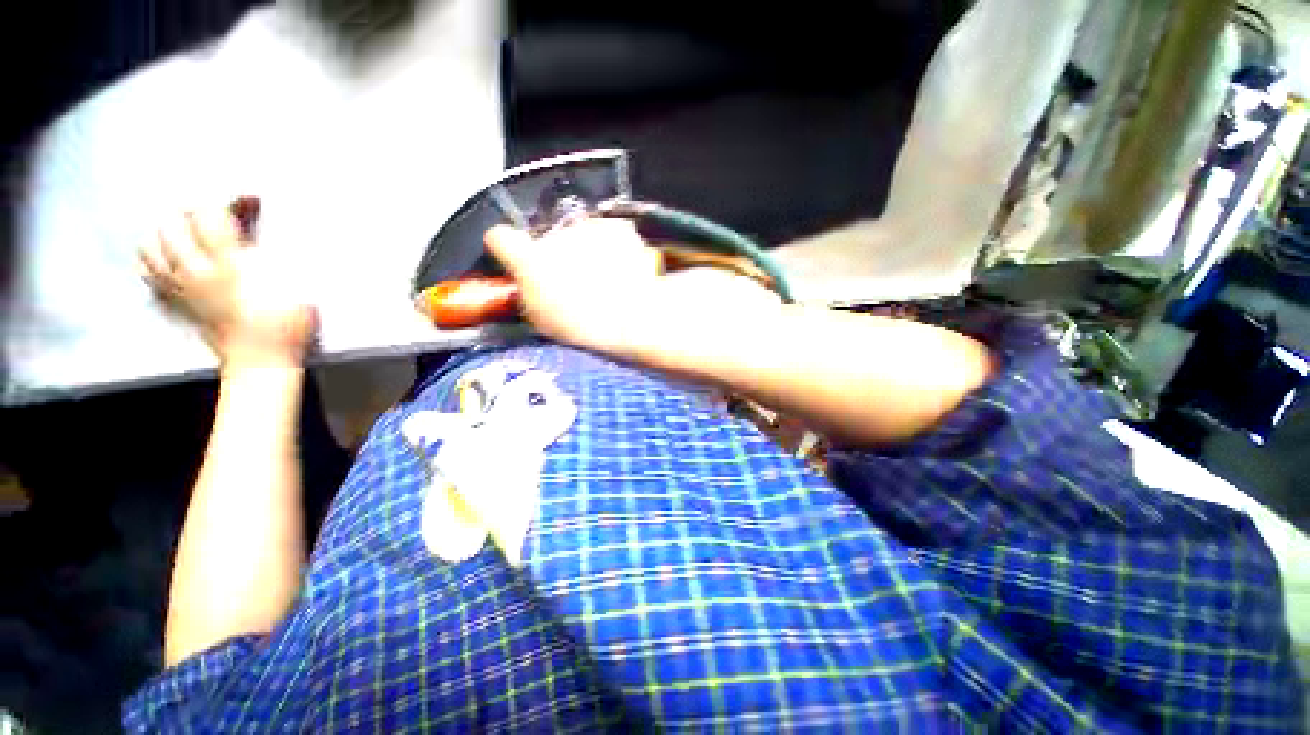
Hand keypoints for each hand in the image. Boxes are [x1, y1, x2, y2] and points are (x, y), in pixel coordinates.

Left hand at [140, 204, 316, 367]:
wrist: (263, 360)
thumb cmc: (288, 326)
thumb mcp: (299, 288)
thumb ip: (278, 257)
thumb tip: (268, 231)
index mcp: (230, 265)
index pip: (212, 216)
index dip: (229, 200)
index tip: (250, 200)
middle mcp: (198, 271)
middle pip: (175, 225)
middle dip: (192, 211)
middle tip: (214, 212)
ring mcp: (183, 288)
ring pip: (153, 246)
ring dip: (166, 231)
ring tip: (185, 228)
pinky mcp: (177, 302)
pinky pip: (148, 272)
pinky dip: (150, 257)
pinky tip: (163, 255)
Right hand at [484, 220, 663, 349]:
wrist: (632, 317)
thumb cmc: (585, 327)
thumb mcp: (544, 321)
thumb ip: (530, 297)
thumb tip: (530, 287)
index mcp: (530, 261)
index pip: (500, 238)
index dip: (506, 247)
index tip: (514, 257)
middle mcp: (554, 237)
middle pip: (549, 241)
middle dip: (558, 257)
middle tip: (577, 284)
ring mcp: (588, 229)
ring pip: (581, 236)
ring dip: (588, 252)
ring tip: (607, 281)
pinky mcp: (616, 228)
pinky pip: (609, 234)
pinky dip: (615, 248)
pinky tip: (624, 270)